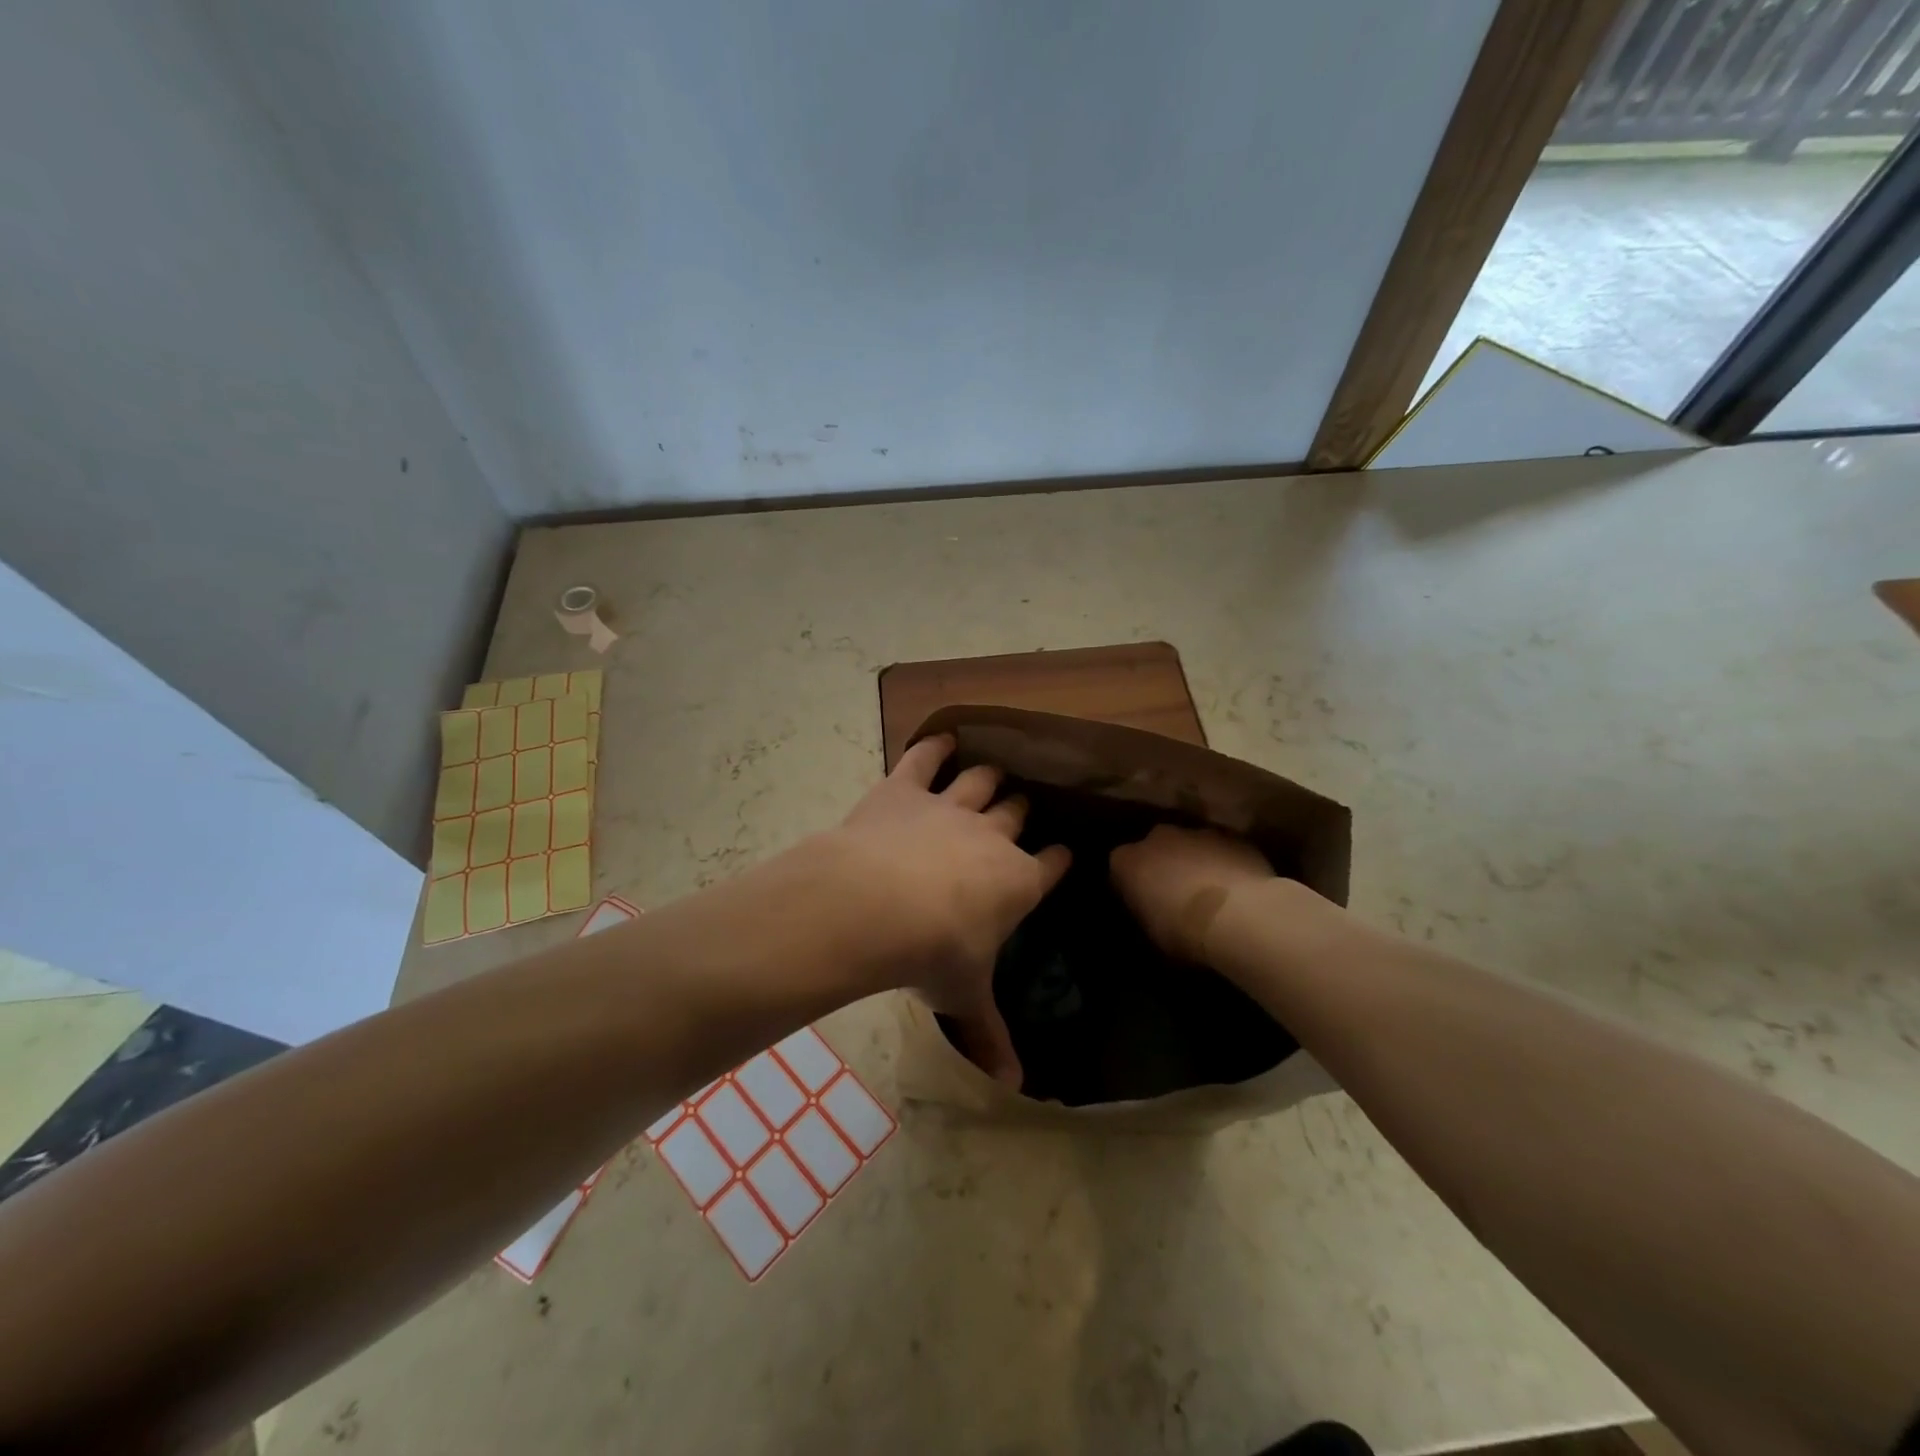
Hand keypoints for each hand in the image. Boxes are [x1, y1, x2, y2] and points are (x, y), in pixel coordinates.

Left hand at [823, 735, 1069, 1084]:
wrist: (875, 905)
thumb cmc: (932, 954)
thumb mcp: (963, 998)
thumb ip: (988, 1036)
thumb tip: (1015, 1088)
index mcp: (1016, 882)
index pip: (1050, 865)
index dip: (1057, 859)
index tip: (1064, 853)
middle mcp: (991, 836)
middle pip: (1017, 813)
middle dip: (1021, 812)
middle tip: (1021, 810)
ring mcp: (949, 807)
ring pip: (981, 781)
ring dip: (988, 777)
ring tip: (993, 773)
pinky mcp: (905, 789)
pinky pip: (924, 759)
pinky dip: (933, 747)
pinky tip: (940, 739)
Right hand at [1109, 825, 1274, 964]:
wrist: (1239, 915)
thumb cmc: (1183, 931)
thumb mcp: (1152, 932)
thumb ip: (1147, 911)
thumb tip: (1155, 912)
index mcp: (1127, 860)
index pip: (1121, 867)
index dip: (1133, 886)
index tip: (1144, 904)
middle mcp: (1157, 837)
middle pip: (1157, 847)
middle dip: (1164, 865)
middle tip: (1177, 894)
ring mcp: (1197, 833)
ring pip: (1192, 845)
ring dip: (1197, 862)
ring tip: (1212, 892)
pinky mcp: (1232, 837)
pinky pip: (1223, 849)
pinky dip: (1226, 863)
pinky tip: (1238, 888)